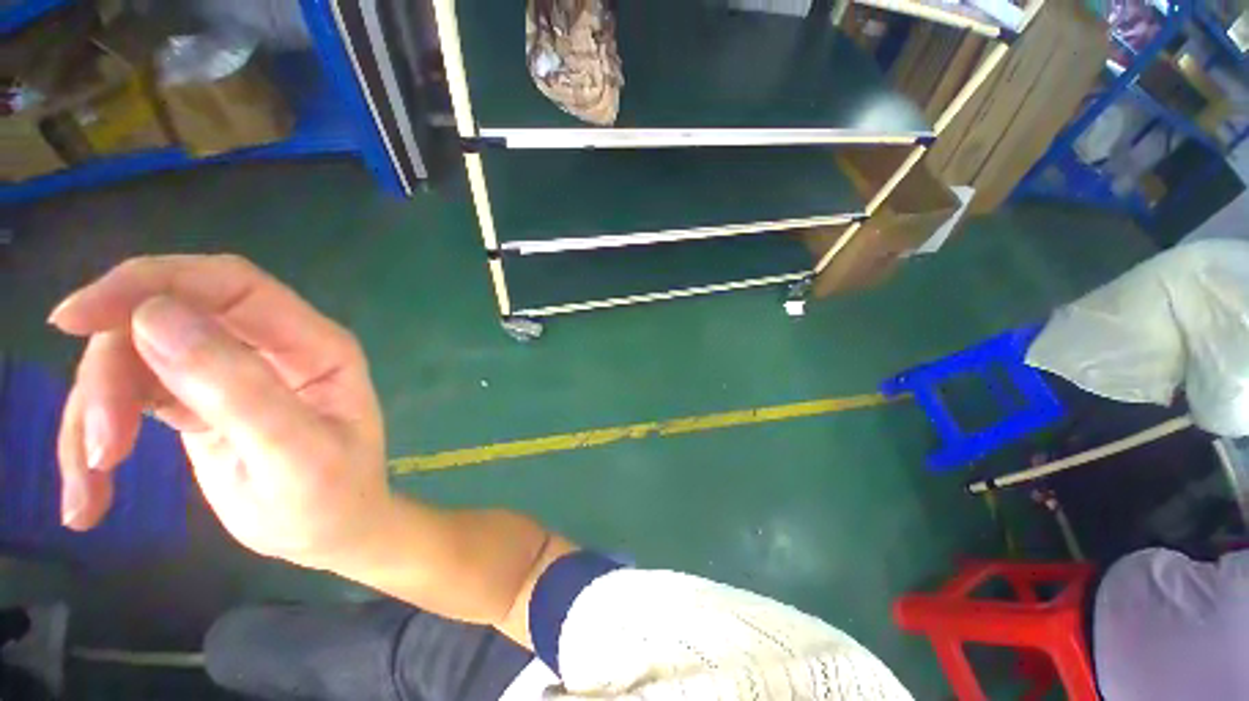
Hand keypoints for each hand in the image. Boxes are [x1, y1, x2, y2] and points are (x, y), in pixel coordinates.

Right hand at [51, 255, 392, 571]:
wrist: (331, 533)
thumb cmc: (332, 497)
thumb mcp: (296, 453)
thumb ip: (236, 388)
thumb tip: (153, 316)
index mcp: (314, 345)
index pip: (231, 284)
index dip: (151, 282)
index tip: (76, 317)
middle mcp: (272, 346)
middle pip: (167, 317)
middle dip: (113, 372)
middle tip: (99, 450)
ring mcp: (230, 371)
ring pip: (135, 357)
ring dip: (96, 414)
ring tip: (92, 487)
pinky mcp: (196, 403)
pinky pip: (129, 398)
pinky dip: (96, 437)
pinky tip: (89, 496)